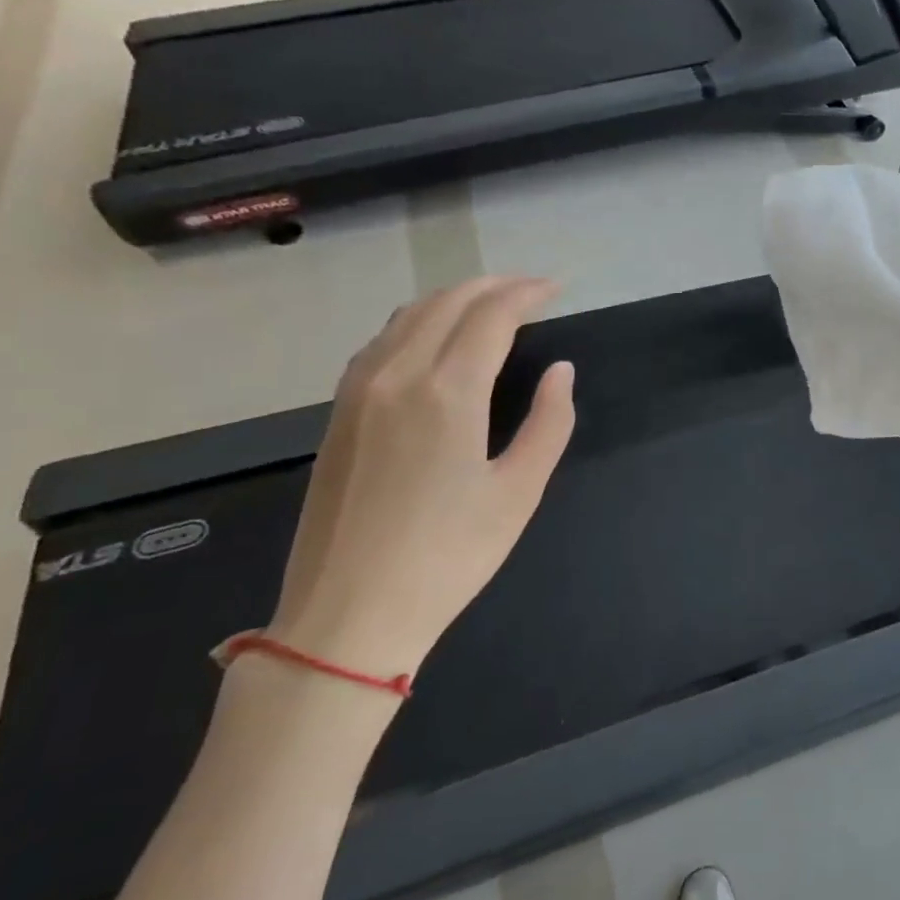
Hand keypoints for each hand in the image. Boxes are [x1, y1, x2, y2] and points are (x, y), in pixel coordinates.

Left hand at [266, 276, 575, 678]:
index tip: (557, 289)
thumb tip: (560, 371)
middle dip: (493, 286)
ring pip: (408, 316)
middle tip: (531, 290)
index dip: (527, 294)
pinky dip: (417, 322)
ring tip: (490, 305)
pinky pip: (381, 342)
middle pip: (447, 303)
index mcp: (447, 392)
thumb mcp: (519, 492)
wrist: (349, 614)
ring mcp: (358, 391)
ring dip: (453, 299)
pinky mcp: (338, 413)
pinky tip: (435, 339)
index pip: (491, 316)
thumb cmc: (449, 556)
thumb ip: (549, 422)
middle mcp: (397, 375)